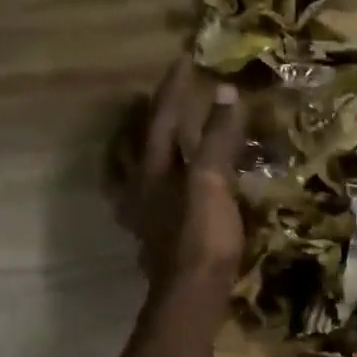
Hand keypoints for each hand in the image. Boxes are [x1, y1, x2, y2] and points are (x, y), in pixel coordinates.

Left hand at [111, 59, 244, 296]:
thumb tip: (226, 92)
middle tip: (152, 98)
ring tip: (142, 139)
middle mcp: (140, 187)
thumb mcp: (214, 182)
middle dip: (144, 117)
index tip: (185, 60)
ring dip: (135, 150)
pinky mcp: (152, 239)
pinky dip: (143, 187)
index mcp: (154, 168)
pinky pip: (140, 202)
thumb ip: (218, 139)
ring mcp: (142, 215)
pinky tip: (151, 194)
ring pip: (129, 172)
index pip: (164, 117)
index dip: (175, 88)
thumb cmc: (204, 237)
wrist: (192, 295)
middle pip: (135, 142)